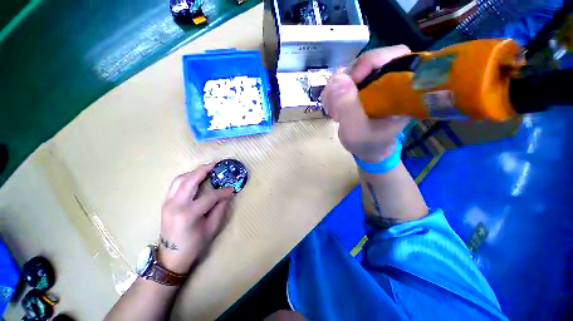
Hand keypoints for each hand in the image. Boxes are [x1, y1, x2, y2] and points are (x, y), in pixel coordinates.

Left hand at [158, 164, 233, 274]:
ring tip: (206, 169)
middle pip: (191, 181)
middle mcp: (176, 205)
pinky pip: (175, 185)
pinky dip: (186, 178)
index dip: (223, 191)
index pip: (210, 196)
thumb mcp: (211, 228)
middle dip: (204, 170)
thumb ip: (220, 209)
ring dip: (194, 172)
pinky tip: (195, 177)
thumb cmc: (194, 245)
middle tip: (216, 165)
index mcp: (188, 214)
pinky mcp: (165, 203)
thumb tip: (227, 194)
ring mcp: (167, 203)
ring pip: (180, 180)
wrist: (170, 257)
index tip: (232, 188)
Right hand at [321, 45, 411, 161]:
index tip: (352, 81)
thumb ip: (348, 108)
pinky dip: (334, 91)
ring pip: (352, 70)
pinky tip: (333, 107)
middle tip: (335, 101)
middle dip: (347, 78)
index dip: (371, 61)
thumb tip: (338, 78)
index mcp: (402, 90)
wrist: (367, 150)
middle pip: (369, 61)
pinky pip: (344, 80)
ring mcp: (374, 84)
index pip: (396, 55)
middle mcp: (390, 81)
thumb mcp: (356, 132)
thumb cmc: (367, 144)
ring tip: (333, 109)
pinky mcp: (362, 89)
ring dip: (336, 87)